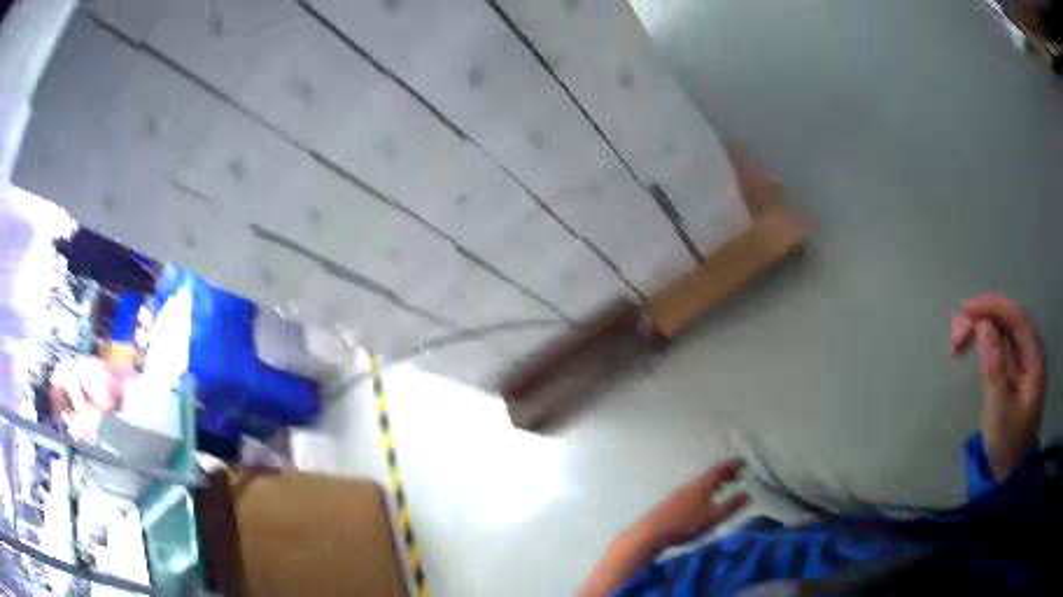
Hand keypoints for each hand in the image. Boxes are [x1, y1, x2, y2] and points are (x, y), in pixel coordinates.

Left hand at [637, 459, 748, 547]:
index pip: (722, 468)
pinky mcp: (671, 501)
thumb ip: (732, 506)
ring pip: (701, 481)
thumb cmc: (686, 524)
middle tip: (736, 474)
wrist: (651, 532)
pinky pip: (694, 489)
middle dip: (725, 473)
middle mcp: (691, 483)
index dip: (734, 465)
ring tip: (723, 486)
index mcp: (704, 483)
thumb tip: (748, 494)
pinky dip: (704, 489)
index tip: (744, 463)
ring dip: (714, 481)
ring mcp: (679, 491)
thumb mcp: (714, 517)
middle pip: (711, 474)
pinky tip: (703, 500)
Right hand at [951, 294, 1046, 479]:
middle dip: (982, 320)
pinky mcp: (1011, 369)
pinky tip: (967, 347)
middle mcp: (1030, 352)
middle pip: (1007, 320)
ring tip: (956, 344)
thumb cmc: (1007, 443)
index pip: (1016, 318)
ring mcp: (1021, 360)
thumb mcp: (999, 410)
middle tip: (955, 335)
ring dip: (979, 330)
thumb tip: (983, 325)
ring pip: (1000, 330)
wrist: (1007, 472)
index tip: (966, 309)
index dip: (993, 307)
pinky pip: (997, 344)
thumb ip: (994, 367)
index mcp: (1034, 359)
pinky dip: (981, 342)